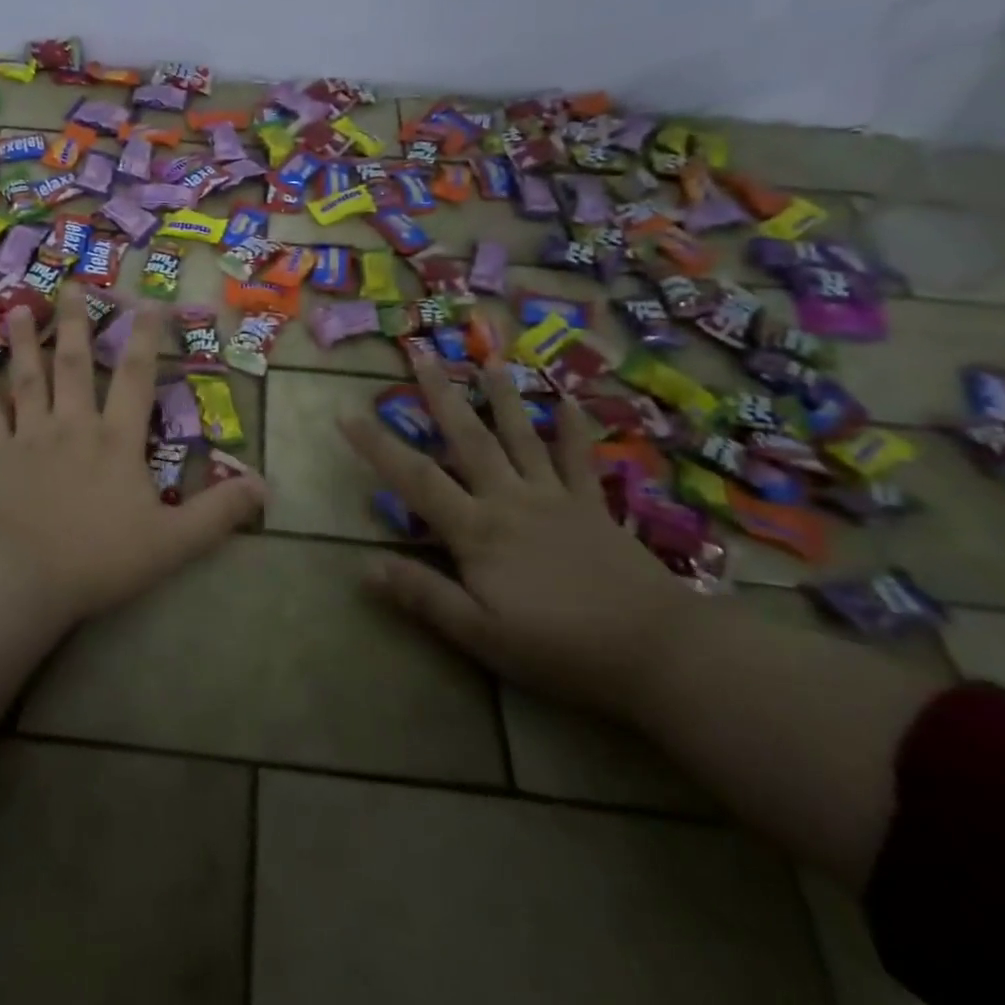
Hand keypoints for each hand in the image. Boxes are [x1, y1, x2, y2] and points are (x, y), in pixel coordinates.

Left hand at [0, 286, 266, 624]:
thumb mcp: (172, 541)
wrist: (19, 576)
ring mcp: (30, 438)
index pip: (136, 378)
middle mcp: (73, 426)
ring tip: (18, 306)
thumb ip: (217, 512)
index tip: (148, 301)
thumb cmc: (99, 557)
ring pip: (28, 379)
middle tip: (73, 285)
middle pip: (74, 364)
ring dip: (24, 342)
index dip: (145, 338)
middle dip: (76, 322)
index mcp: (116, 441)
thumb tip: (264, 486)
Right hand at [341, 359, 697, 718]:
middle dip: (440, 395)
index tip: (346, 414)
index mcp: (477, 530)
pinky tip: (569, 400)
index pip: (415, 479)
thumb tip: (364, 566)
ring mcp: (555, 497)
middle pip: (468, 439)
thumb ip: (424, 595)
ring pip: (521, 436)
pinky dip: (573, 429)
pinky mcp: (593, 506)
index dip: (377, 446)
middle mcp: (510, 499)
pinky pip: (579, 460)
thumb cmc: (560, 647)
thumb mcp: (480, 634)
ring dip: (503, 396)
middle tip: (421, 353)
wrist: (658, 650)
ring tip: (490, 358)